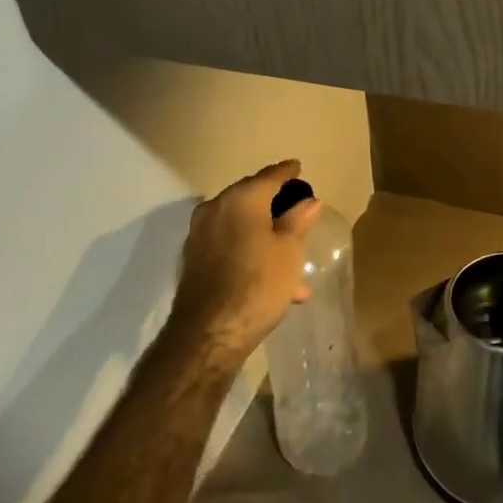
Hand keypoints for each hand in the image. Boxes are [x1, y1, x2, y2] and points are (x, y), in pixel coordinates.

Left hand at [165, 160, 321, 368]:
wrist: (208, 334)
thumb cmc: (258, 285)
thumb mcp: (289, 251)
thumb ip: (299, 220)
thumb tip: (309, 200)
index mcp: (241, 199)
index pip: (269, 176)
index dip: (287, 172)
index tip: (297, 167)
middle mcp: (215, 208)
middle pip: (249, 197)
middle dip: (272, 201)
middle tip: (293, 204)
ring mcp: (200, 234)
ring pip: (239, 224)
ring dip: (262, 231)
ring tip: (289, 251)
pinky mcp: (193, 259)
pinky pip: (228, 243)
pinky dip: (247, 248)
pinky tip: (268, 274)